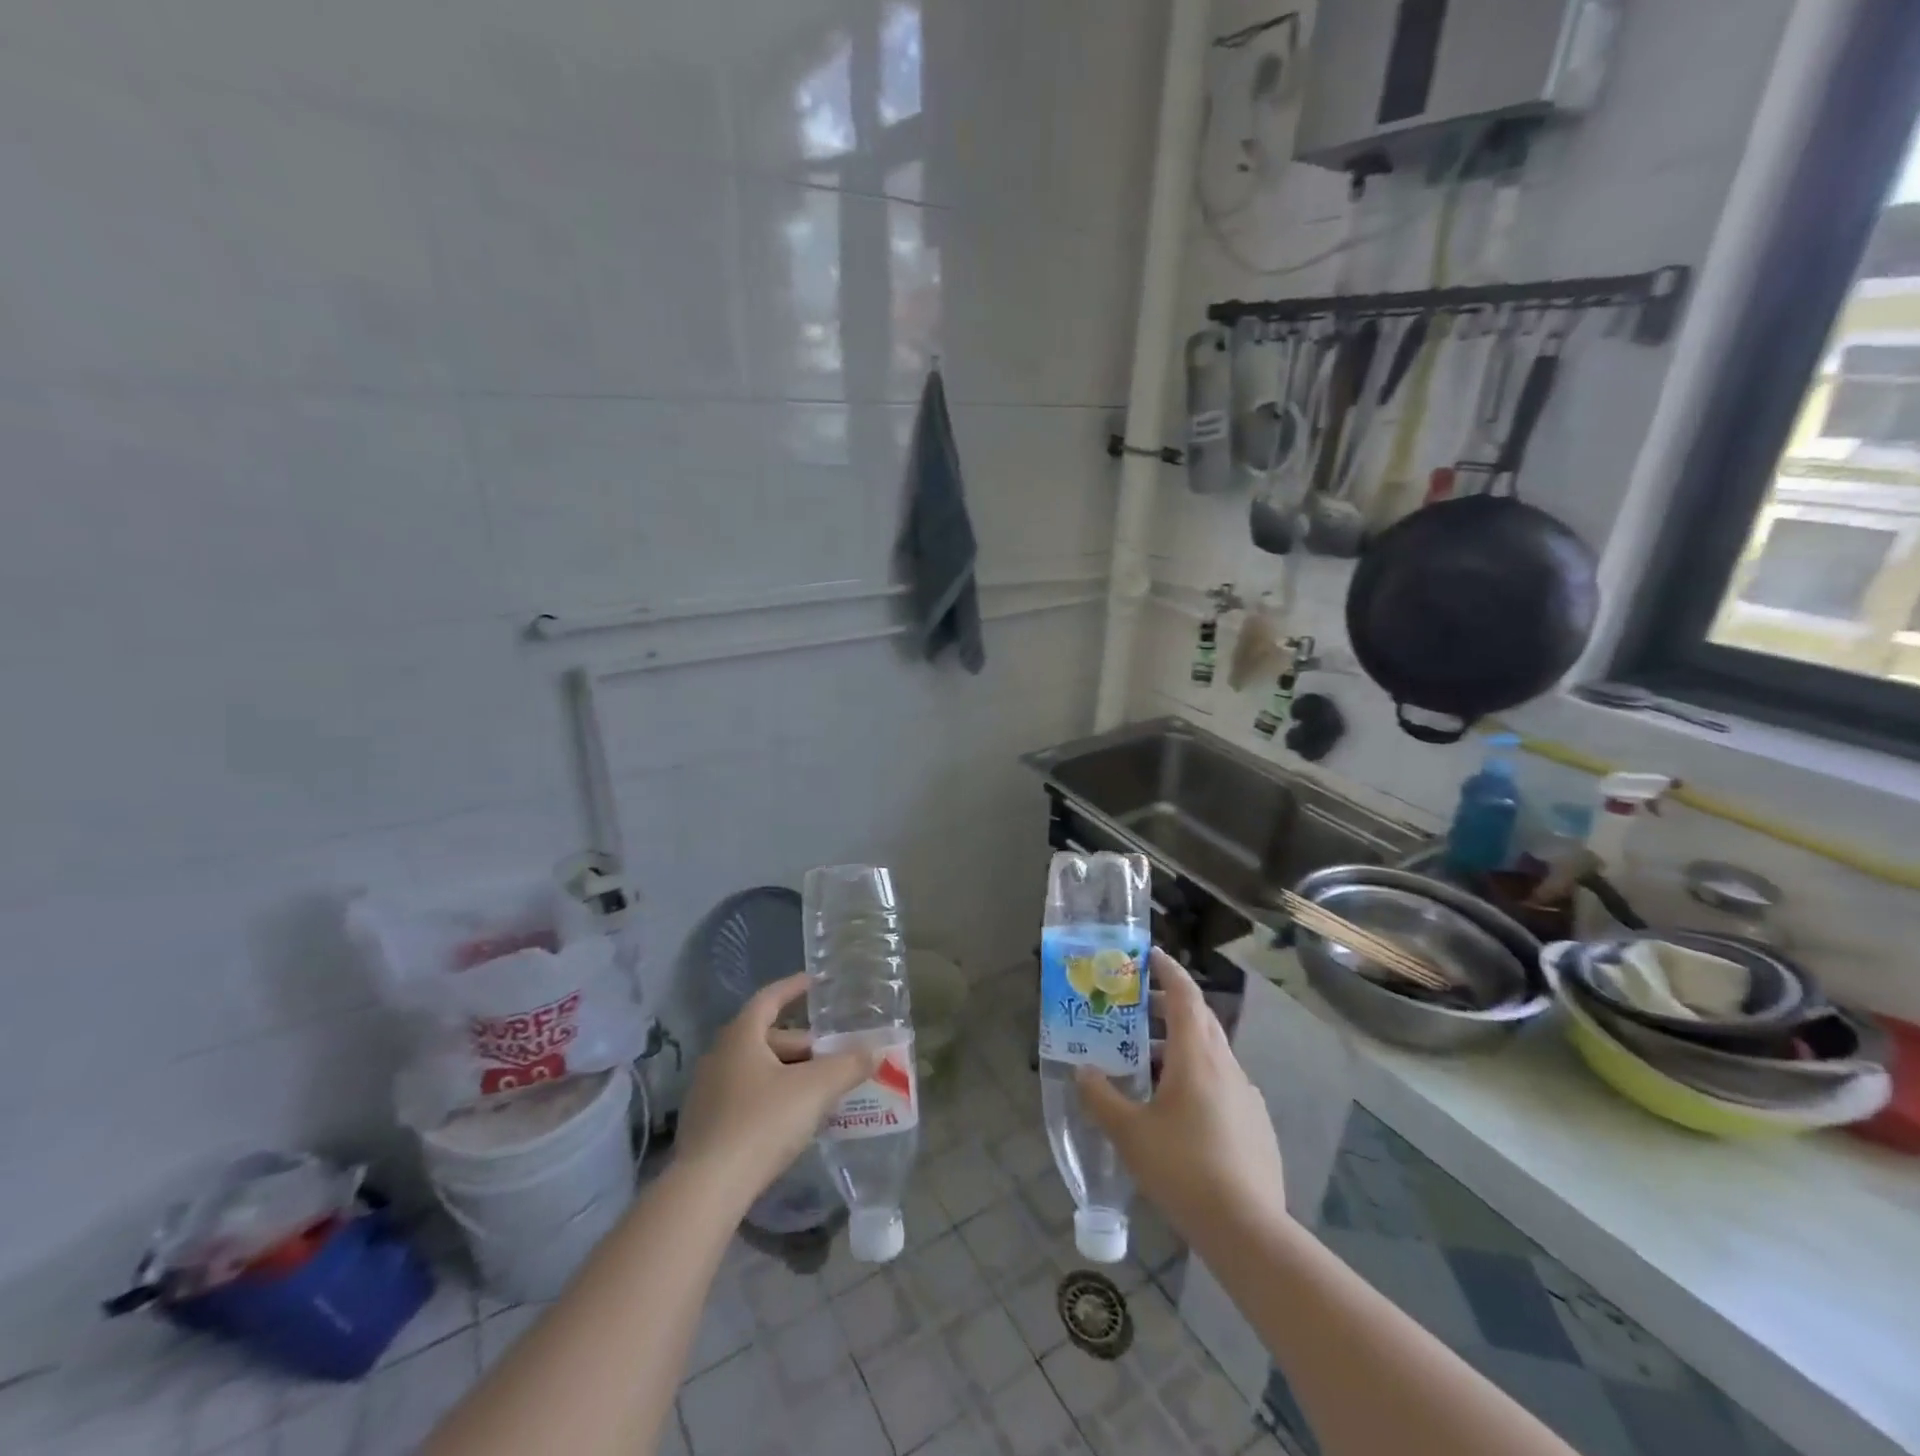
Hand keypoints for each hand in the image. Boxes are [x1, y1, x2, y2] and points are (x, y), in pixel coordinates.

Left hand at [675, 974, 877, 1209]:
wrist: (707, 1189)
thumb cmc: (763, 1122)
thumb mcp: (815, 1090)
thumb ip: (848, 1066)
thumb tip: (875, 1050)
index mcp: (741, 1036)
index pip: (769, 998)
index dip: (793, 988)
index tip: (815, 983)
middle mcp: (719, 1056)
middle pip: (766, 1037)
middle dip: (801, 1044)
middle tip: (832, 1055)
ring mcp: (707, 1092)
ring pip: (756, 1069)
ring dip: (788, 1072)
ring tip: (819, 1088)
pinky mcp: (705, 1126)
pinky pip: (745, 1096)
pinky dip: (771, 1096)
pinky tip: (792, 1118)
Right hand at [1075, 948, 1288, 1242]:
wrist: (1248, 1229)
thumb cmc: (1183, 1169)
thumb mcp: (1129, 1134)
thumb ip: (1101, 1098)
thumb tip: (1081, 1071)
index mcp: (1196, 1056)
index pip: (1185, 995)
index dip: (1168, 970)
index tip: (1149, 956)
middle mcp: (1225, 1065)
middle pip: (1199, 1019)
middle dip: (1168, 1006)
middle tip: (1136, 1007)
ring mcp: (1246, 1094)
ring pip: (1211, 1052)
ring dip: (1180, 1043)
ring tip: (1148, 1060)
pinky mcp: (1256, 1123)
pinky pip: (1222, 1082)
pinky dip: (1198, 1075)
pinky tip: (1179, 1108)